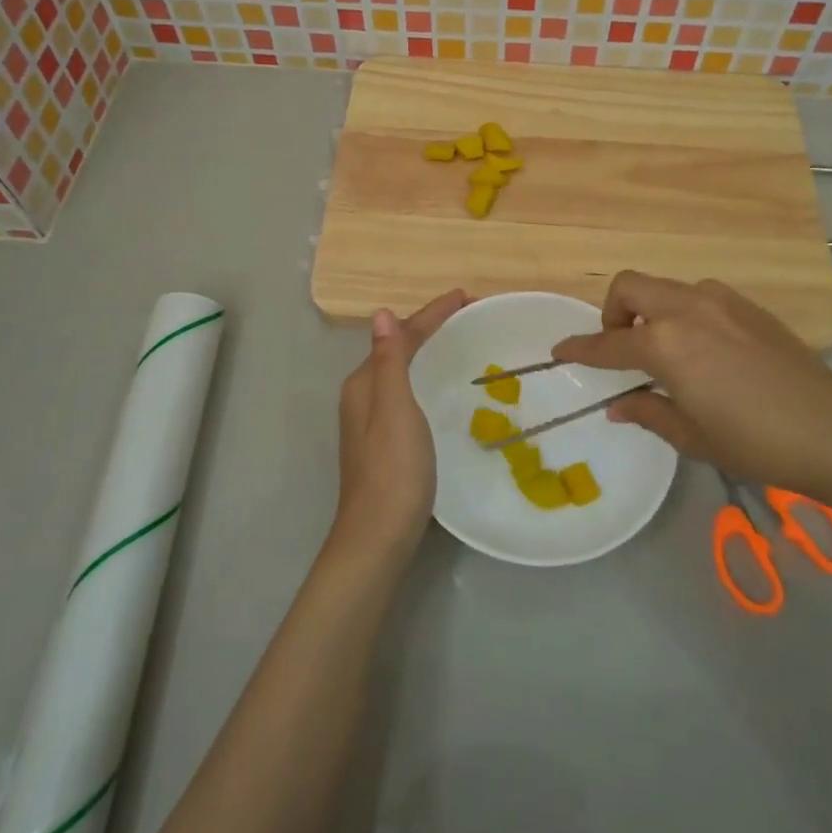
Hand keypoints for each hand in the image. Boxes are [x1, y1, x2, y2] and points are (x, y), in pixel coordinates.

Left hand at [333, 289, 466, 558]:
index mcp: (364, 383)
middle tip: (468, 315)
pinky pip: (407, 392)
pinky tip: (441, 387)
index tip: (466, 297)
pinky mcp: (384, 442)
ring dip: (427, 350)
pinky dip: (426, 376)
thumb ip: (389, 361)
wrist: (378, 535)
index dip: (432, 314)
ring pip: (401, 371)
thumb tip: (382, 313)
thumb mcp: (395, 408)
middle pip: (398, 349)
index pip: (401, 335)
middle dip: (430, 327)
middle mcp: (363, 396)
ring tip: (458, 340)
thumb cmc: (392, 469)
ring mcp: (371, 421)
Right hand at [552, 272, 831, 501]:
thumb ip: (648, 412)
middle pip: (630, 287)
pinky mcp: (749, 306)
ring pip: (666, 287)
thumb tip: (618, 406)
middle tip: (622, 347)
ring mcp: (721, 301)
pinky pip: (700, 295)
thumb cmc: (754, 441)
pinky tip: (705, 348)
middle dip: (613, 312)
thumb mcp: (692, 435)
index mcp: (666, 343)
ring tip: (666, 349)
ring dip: (652, 310)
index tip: (560, 350)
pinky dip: (684, 312)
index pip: (608, 342)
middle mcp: (687, 309)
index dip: (580, 348)